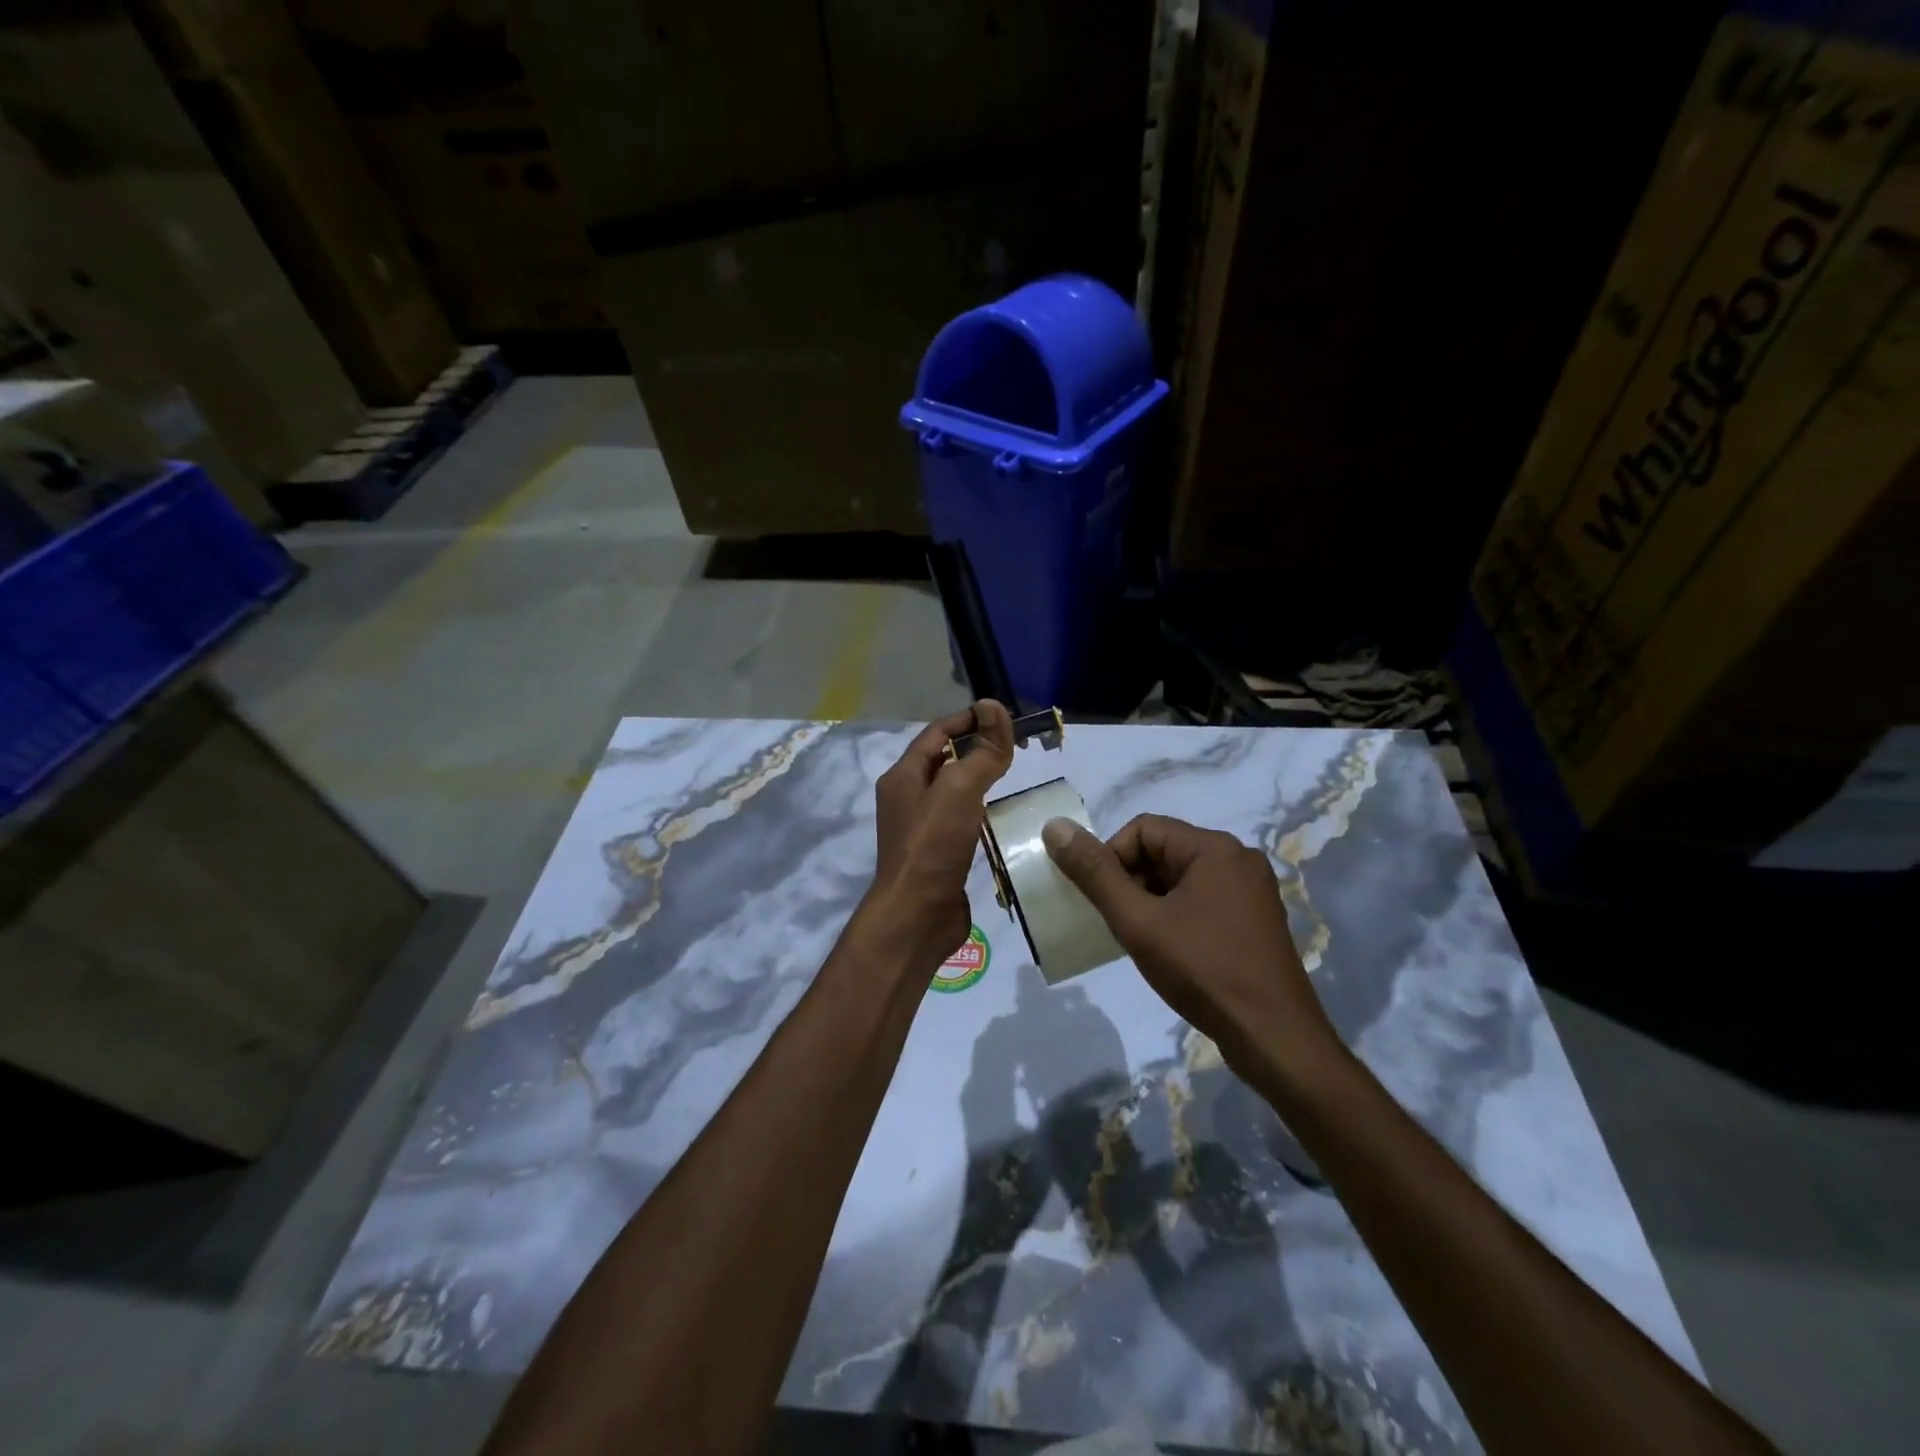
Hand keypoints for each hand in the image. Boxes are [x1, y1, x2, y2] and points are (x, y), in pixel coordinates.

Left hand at [863, 700, 1013, 970]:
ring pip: (953, 791)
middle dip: (976, 747)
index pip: (936, 732)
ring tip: (1013, 775)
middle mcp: (907, 797)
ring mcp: (920, 827)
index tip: (1003, 716)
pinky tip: (1002, 815)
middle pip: (943, 760)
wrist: (917, 916)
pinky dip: (980, 810)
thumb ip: (981, 751)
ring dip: (979, 779)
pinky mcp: (936, 852)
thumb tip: (994, 707)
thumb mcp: (959, 789)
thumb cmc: (933, 845)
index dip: (968, 719)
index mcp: (903, 776)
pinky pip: (960, 819)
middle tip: (1014, 746)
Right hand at [1041, 813, 1341, 1079]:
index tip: (1105, 903)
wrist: (1274, 1039)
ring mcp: (1251, 891)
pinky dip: (1175, 916)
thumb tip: (1055, 827)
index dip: (1112, 859)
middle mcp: (1238, 859)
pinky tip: (1169, 951)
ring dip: (1151, 902)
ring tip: (1143, 941)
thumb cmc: (1203, 971)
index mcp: (1215, 848)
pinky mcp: (1254, 919)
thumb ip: (1095, 873)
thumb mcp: (1138, 922)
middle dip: (1131, 883)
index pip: (1143, 829)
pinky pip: (1201, 900)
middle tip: (1121, 925)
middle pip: (1163, 851)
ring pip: (1180, 878)